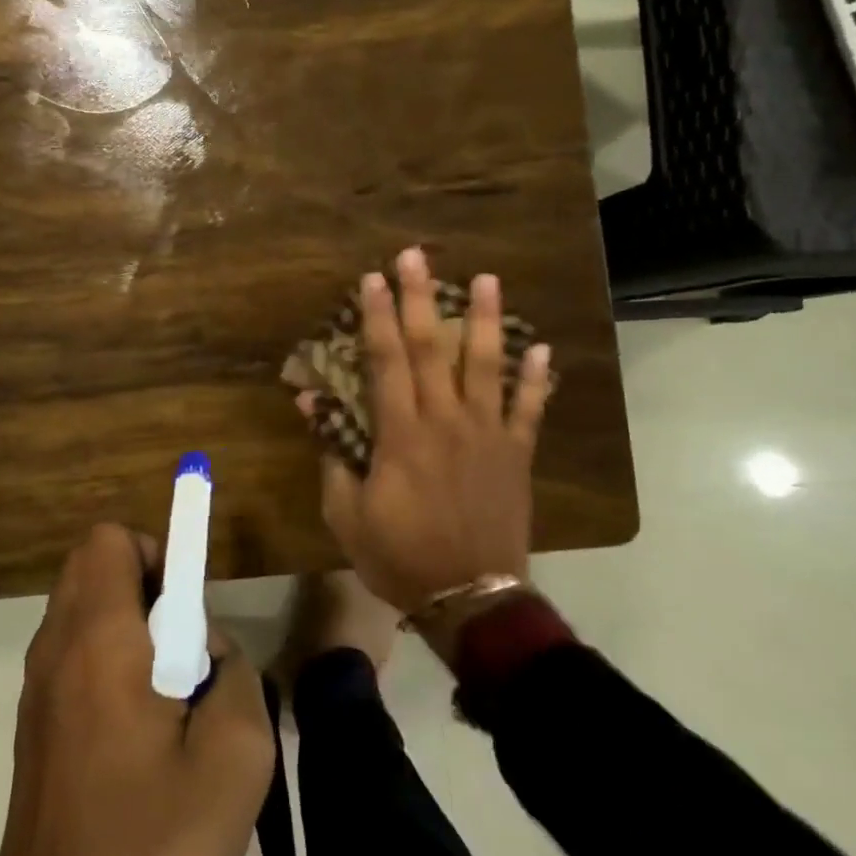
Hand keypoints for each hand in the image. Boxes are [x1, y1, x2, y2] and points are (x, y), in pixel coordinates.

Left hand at [0, 524, 274, 855]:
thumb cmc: (150, 845)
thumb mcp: (235, 762)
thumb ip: (237, 677)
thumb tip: (212, 651)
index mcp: (99, 639)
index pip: (111, 539)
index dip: (157, 551)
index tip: (187, 608)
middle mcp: (57, 645)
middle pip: (91, 563)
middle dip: (143, 580)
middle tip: (180, 643)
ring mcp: (36, 683)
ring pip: (79, 605)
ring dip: (123, 619)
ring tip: (161, 690)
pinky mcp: (31, 719)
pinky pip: (69, 648)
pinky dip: (102, 654)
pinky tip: (132, 727)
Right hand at [301, 247, 551, 617]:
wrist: (470, 599)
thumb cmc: (399, 556)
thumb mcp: (346, 512)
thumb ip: (331, 453)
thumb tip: (312, 402)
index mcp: (401, 434)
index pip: (385, 361)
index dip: (376, 316)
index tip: (372, 278)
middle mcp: (446, 421)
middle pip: (431, 349)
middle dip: (420, 299)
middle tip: (416, 255)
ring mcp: (487, 435)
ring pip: (486, 366)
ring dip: (485, 320)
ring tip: (487, 280)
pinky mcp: (516, 454)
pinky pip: (530, 410)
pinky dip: (537, 379)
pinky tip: (543, 347)